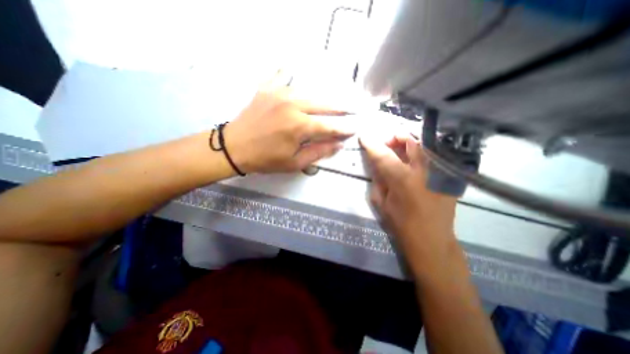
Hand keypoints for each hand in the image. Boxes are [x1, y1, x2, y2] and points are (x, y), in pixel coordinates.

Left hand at [223, 75, 352, 173]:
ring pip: (308, 92)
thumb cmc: (265, 159)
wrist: (234, 148)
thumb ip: (318, 152)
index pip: (329, 126)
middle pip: (323, 105)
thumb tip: (338, 144)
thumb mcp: (294, 162)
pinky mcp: (266, 89)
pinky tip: (291, 71)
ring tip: (331, 101)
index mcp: (299, 126)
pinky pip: (281, 76)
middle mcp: (292, 105)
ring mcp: (278, 93)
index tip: (353, 129)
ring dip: (321, 97)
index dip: (343, 129)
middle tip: (352, 108)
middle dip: (340, 108)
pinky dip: (288, 74)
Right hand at [362, 134, 460, 274]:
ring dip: (408, 141)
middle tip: (386, 144)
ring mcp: (440, 171)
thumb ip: (378, 179)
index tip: (363, 136)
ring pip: (423, 143)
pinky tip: (413, 159)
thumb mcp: (381, 202)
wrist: (432, 240)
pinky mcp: (448, 175)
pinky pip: (433, 154)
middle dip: (394, 137)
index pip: (383, 155)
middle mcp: (424, 170)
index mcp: (403, 180)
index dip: (372, 144)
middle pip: (409, 140)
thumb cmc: (401, 223)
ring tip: (399, 149)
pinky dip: (420, 150)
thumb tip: (376, 163)